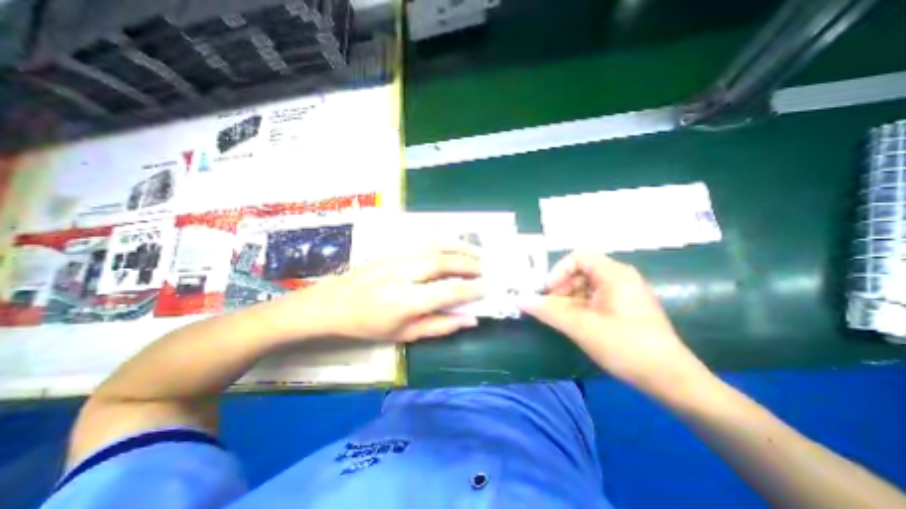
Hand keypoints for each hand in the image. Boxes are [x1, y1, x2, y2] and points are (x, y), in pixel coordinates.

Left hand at [266, 245, 484, 341]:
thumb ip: (440, 326)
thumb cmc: (368, 325)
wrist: (333, 302)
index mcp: (405, 301)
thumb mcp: (405, 334)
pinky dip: (445, 241)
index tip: (487, 288)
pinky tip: (455, 244)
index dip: (471, 289)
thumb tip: (470, 319)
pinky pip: (425, 242)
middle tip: (485, 269)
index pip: (447, 291)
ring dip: (460, 247)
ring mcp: (397, 258)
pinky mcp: (393, 250)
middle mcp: (403, 274)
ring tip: (477, 252)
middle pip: (443, 262)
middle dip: (469, 264)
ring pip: (435, 246)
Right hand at [520, 253, 710, 398]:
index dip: (557, 272)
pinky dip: (579, 308)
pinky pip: (594, 300)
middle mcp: (620, 278)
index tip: (546, 291)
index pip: (577, 258)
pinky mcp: (624, 309)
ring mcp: (623, 294)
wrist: (671, 380)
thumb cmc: (625, 345)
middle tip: (548, 307)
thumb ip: (549, 311)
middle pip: (580, 272)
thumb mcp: (581, 327)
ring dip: (567, 300)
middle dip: (560, 288)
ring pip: (585, 288)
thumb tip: (520, 300)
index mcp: (614, 274)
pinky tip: (572, 323)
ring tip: (557, 318)